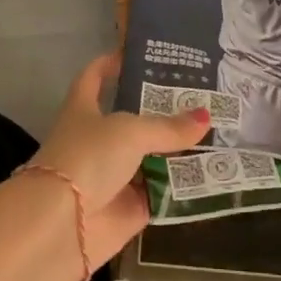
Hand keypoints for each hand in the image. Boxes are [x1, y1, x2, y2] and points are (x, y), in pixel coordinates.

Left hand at [27, 53, 210, 266]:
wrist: (62, 226)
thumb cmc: (88, 158)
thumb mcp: (130, 131)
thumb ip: (168, 126)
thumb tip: (205, 116)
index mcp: (85, 109)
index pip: (95, 77)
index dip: (111, 63)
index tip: (137, 53)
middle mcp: (98, 140)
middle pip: (133, 119)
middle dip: (163, 110)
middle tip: (202, 94)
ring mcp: (114, 176)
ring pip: (151, 157)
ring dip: (179, 149)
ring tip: (219, 129)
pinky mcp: (129, 209)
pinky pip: (162, 193)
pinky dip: (183, 186)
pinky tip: (214, 171)